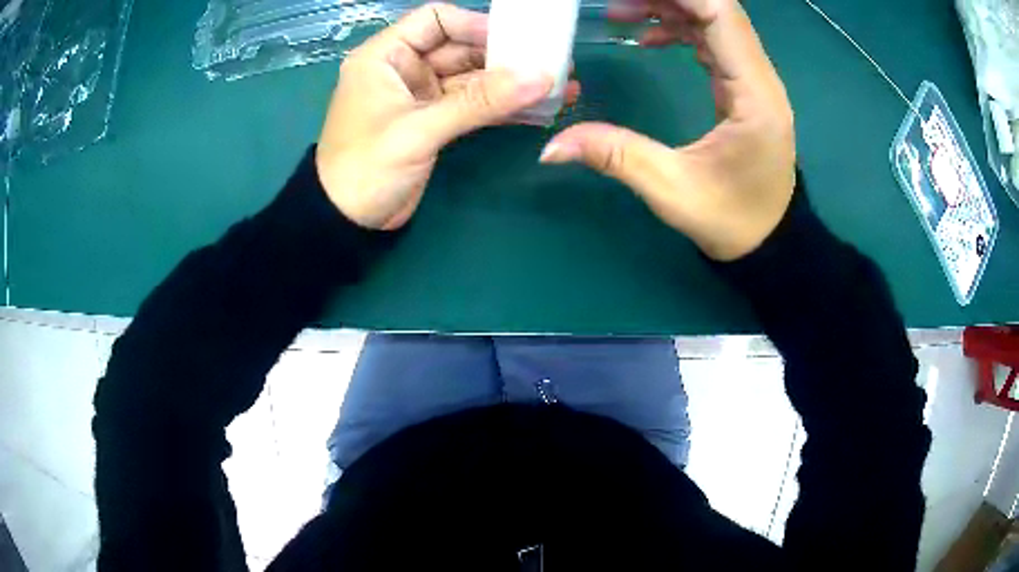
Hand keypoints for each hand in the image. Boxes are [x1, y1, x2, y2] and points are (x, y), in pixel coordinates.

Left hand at [316, 3, 580, 229]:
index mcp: (386, 55)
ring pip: (471, 77)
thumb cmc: (366, 168)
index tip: (517, 41)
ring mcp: (421, 95)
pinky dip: (501, 107)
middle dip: (504, 55)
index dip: (476, 25)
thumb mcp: (419, 130)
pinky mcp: (435, 121)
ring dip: (509, 82)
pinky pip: (473, 105)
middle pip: (460, 47)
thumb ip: (478, 102)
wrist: (347, 223)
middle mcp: (405, 68)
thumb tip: (540, 77)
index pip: (436, 20)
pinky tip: (537, 108)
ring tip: (557, 86)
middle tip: (552, 63)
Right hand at [540, 0, 794, 260]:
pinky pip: (713, 41)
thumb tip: (550, 147)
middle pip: (716, 10)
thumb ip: (614, 156)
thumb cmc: (732, 220)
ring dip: (669, 8)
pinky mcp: (744, 87)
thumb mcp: (671, 190)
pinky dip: (680, 30)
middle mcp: (761, 77)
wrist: (769, 241)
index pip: (721, 15)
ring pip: (714, 21)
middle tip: (616, 3)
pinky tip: (649, 39)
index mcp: (754, 94)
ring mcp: (754, 80)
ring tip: (621, 14)